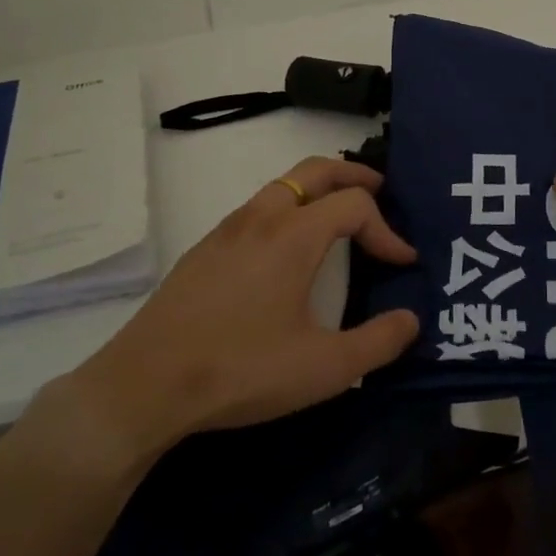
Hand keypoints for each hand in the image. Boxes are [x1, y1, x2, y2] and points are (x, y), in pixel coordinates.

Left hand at [41, 158, 420, 468]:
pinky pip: (257, 209)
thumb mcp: (323, 368)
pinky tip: (286, 252)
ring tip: (338, 219)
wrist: (144, 385)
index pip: (354, 205)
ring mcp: (227, 230)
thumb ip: (377, 343)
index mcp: (293, 235)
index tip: (402, 263)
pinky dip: (287, 210)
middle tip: (381, 192)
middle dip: (353, 176)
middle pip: (315, 170)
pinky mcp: (204, 250)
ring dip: (317, 190)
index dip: (387, 229)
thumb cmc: (241, 369)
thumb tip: (411, 321)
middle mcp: (261, 217)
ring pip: (281, 186)